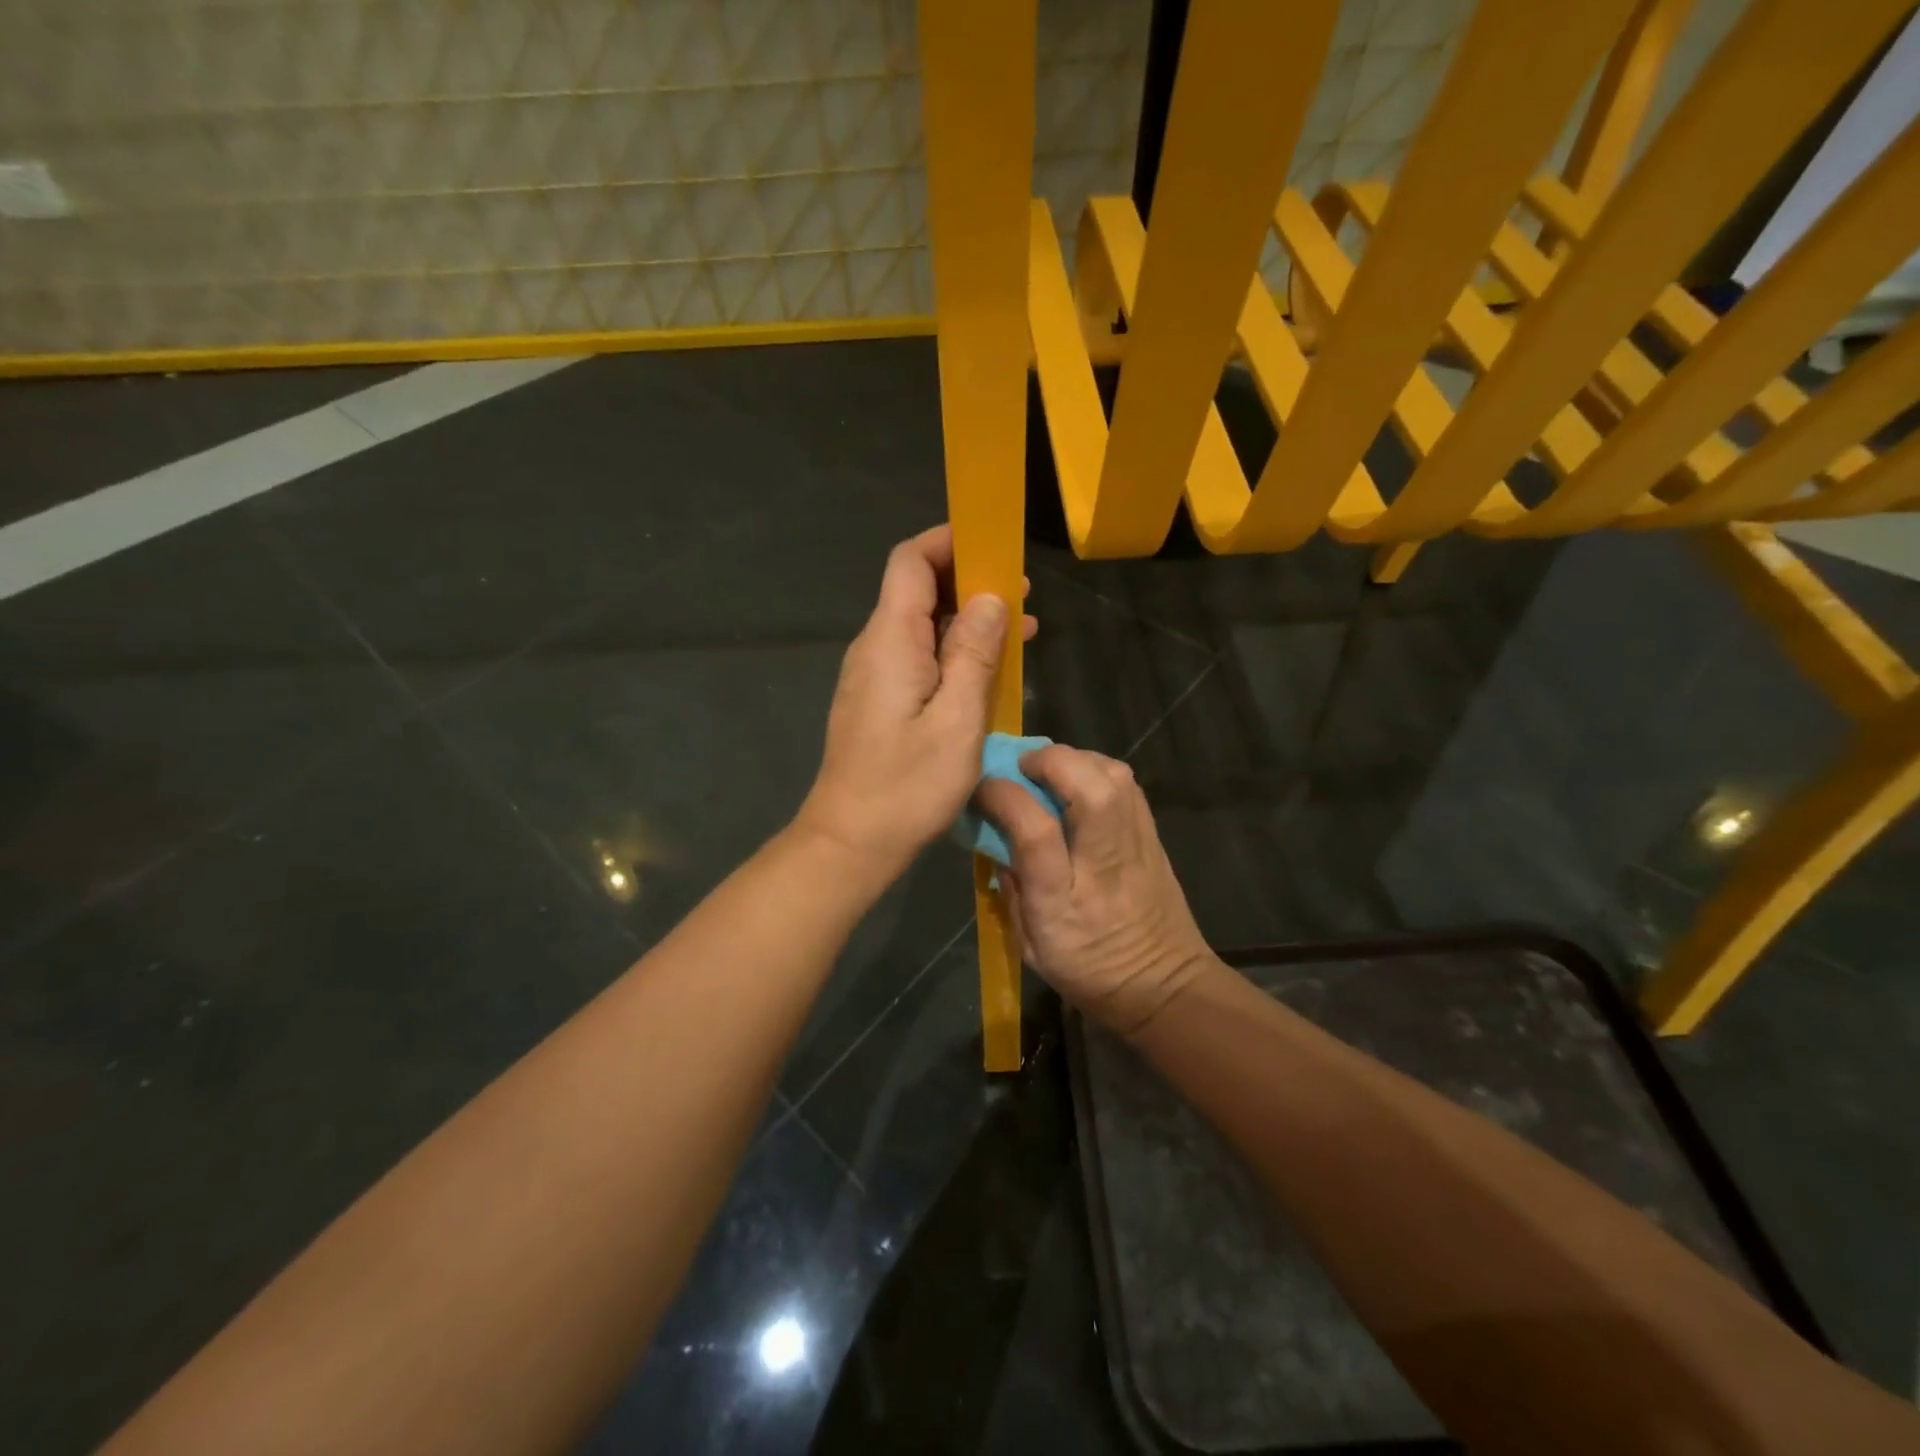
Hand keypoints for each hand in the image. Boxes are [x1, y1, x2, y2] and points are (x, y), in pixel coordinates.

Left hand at [796, 525, 1036, 877]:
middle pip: (917, 589)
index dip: (950, 541)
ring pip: (920, 625)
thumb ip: (973, 653)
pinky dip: (952, 652)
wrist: (851, 841)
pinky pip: (916, 657)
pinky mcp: (877, 700)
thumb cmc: (908, 785)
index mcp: (890, 640)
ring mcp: (872, 675)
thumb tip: (990, 597)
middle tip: (1023, 597)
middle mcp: (874, 647)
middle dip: (969, 582)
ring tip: (1021, 633)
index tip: (996, 544)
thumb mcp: (958, 720)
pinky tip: (987, 672)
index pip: (911, 561)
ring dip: (966, 621)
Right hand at [976, 744, 1212, 1037]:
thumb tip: (998, 837)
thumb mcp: (1031, 945)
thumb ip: (1012, 888)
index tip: (983, 787)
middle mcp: (1104, 863)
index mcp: (1064, 900)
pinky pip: (1127, 785)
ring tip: (1049, 772)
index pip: (1036, 831)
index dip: (1005, 797)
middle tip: (1022, 768)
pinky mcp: (1155, 837)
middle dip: (1050, 762)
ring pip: (1114, 777)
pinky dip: (1098, 770)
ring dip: (1076, 760)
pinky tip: (1080, 783)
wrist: (1167, 987)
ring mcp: (1136, 845)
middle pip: (1089, 788)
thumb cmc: (1090, 972)